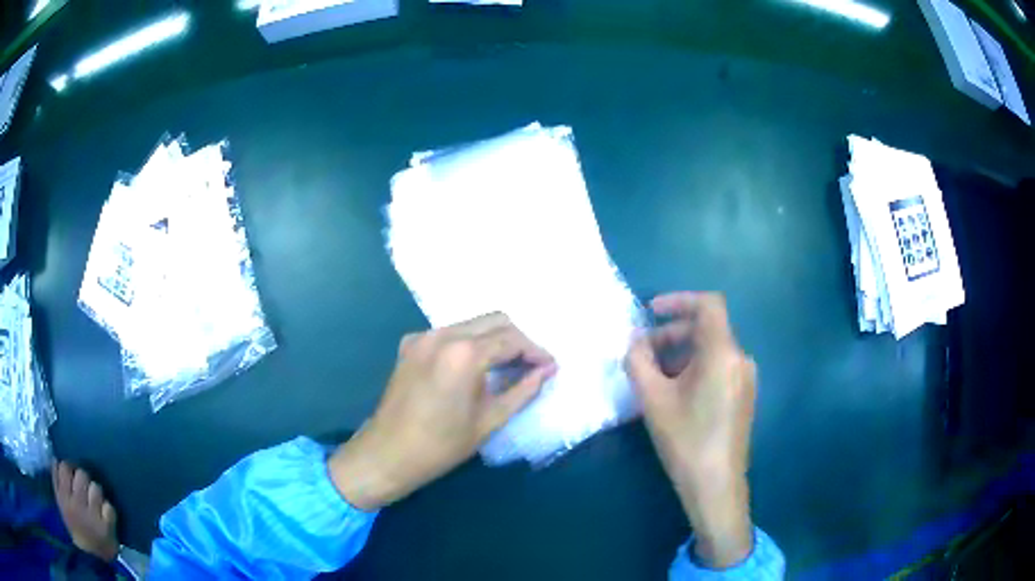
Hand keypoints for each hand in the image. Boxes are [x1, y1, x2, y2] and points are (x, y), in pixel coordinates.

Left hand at [329, 313, 555, 510]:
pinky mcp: (410, 344)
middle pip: (494, 320)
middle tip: (531, 365)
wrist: (388, 453)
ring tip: (506, 366)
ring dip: (493, 339)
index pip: (511, 339)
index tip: (550, 366)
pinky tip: (473, 367)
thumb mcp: (490, 420)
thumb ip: (523, 390)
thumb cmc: (442, 445)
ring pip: (471, 324)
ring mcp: (423, 336)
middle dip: (517, 339)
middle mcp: (443, 334)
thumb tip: (547, 370)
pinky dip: (468, 343)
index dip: (535, 351)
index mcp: (464, 353)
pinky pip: (449, 333)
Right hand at [626, 292, 755, 568]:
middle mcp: (741, 359)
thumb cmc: (685, 440)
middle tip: (643, 352)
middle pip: (708, 328)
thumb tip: (634, 341)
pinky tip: (677, 393)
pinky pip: (720, 367)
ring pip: (713, 350)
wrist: (716, 485)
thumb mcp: (653, 400)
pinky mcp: (744, 396)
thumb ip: (638, 361)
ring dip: (682, 352)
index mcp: (723, 353)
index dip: (679, 300)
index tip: (651, 312)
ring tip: (655, 376)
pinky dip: (696, 367)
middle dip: (673, 333)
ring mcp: (746, 379)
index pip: (709, 304)